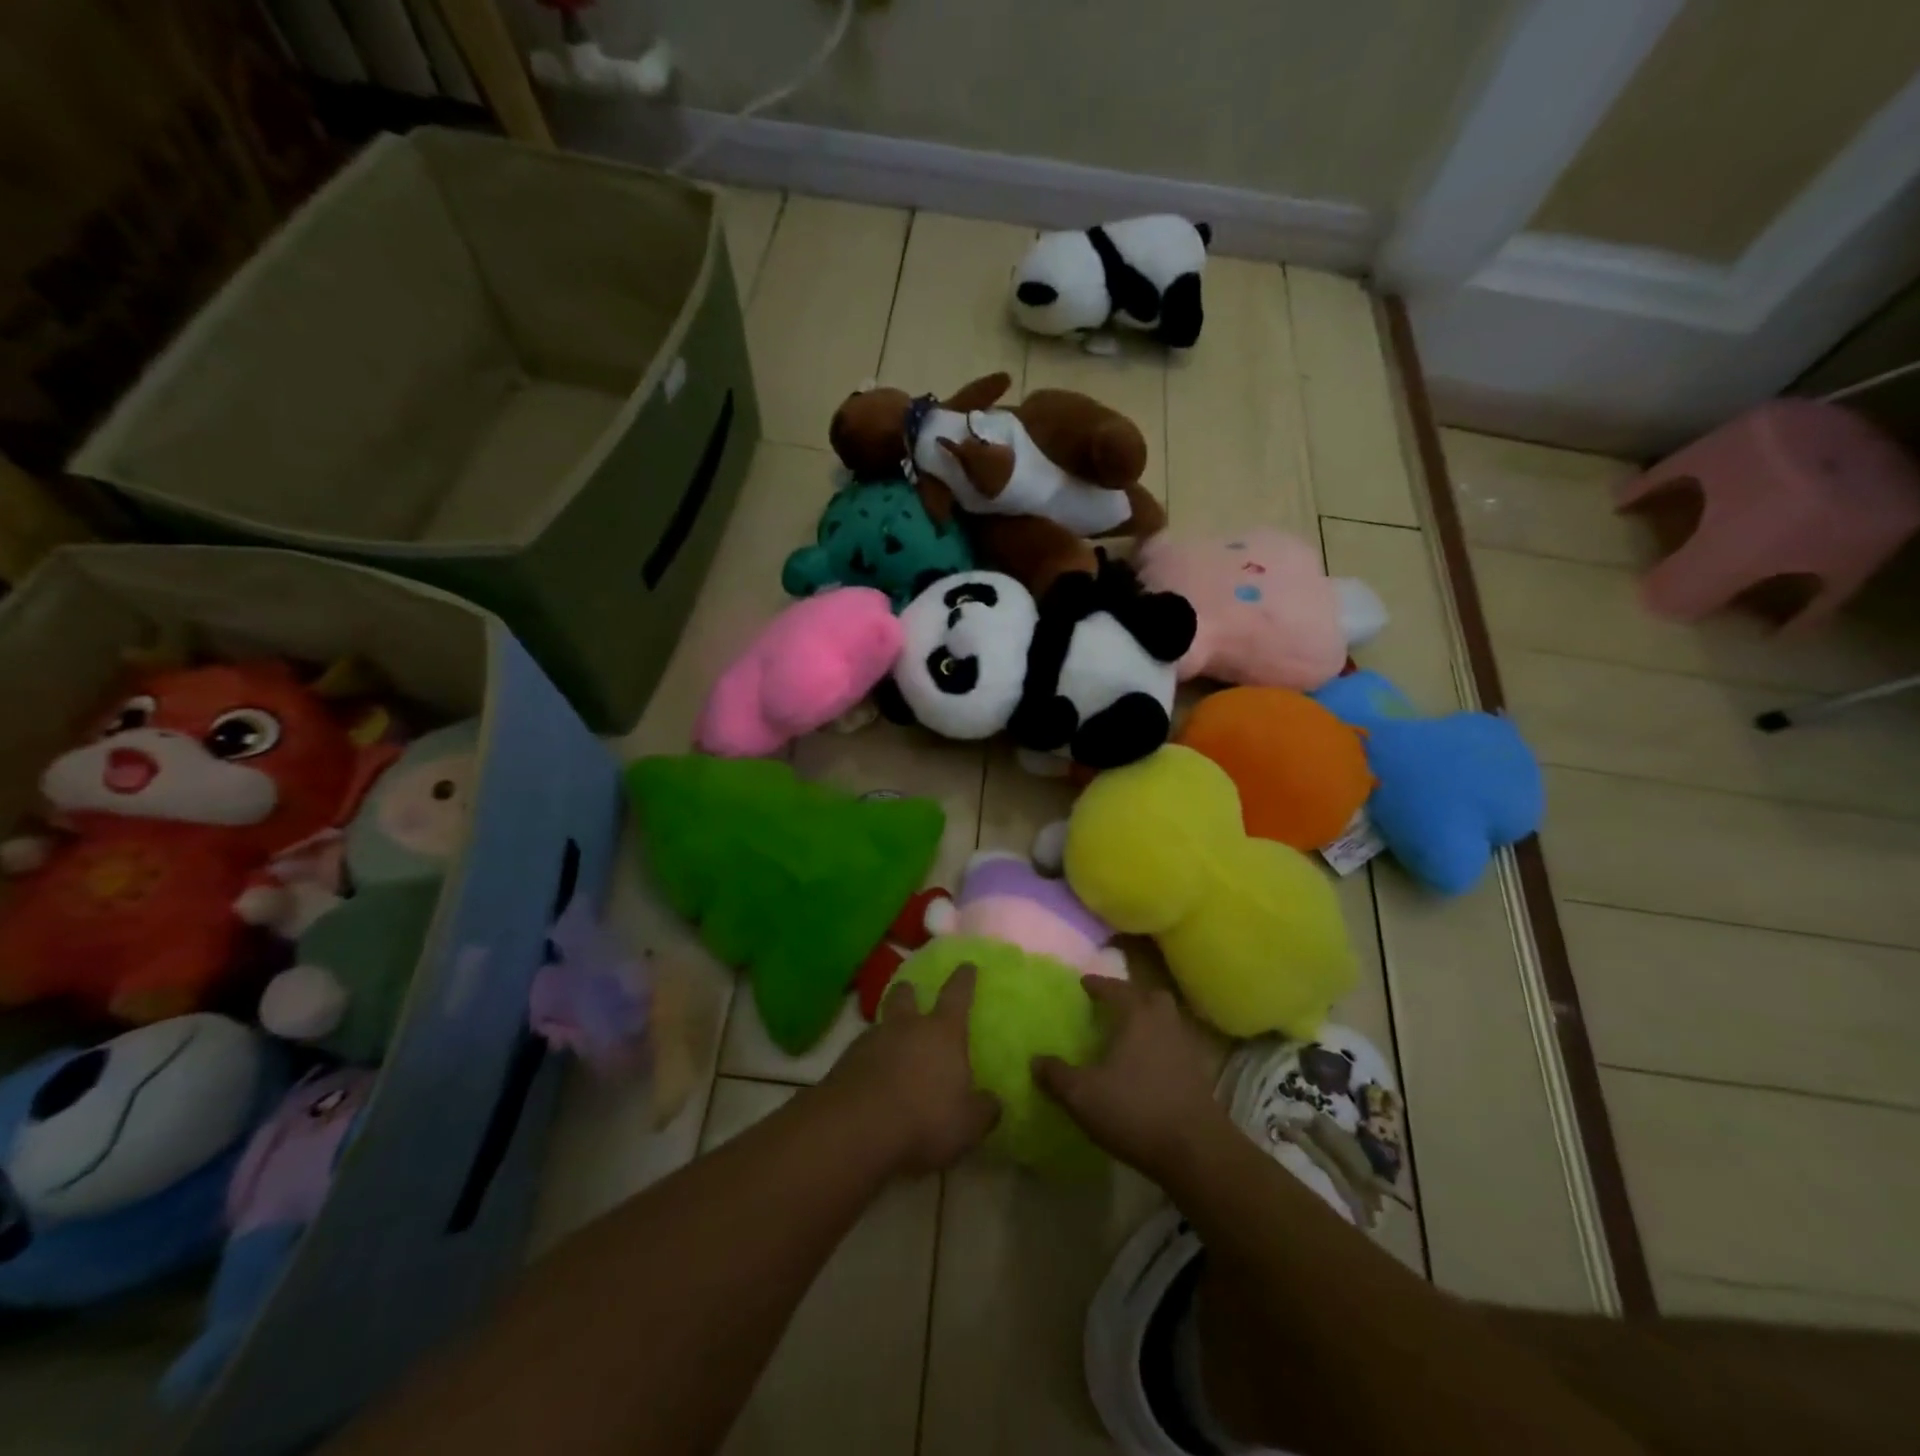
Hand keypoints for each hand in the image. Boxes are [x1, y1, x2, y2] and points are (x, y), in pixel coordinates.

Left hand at [823, 963, 999, 1175]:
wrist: (855, 1129)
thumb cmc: (924, 1119)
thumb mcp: (968, 1124)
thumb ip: (984, 1109)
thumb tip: (992, 1101)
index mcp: (942, 1032)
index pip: (957, 995)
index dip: (964, 979)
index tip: (967, 965)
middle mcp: (906, 1026)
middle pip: (905, 995)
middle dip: (909, 991)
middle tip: (911, 992)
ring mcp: (871, 1041)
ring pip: (880, 1023)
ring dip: (887, 1030)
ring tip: (891, 1046)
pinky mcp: (844, 1063)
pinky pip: (861, 1052)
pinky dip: (868, 1060)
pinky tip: (871, 1079)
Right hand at [1033, 977, 1227, 1184]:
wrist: (1195, 1152)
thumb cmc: (1135, 1110)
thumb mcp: (1082, 1095)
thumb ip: (1057, 1075)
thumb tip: (1036, 1060)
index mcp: (1137, 1016)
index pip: (1116, 989)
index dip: (1098, 985)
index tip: (1084, 983)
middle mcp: (1164, 1023)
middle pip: (1151, 997)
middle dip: (1132, 996)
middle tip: (1112, 1005)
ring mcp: (1186, 1049)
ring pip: (1166, 1021)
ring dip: (1148, 1022)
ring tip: (1126, 1035)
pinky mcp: (1198, 1076)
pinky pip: (1174, 1046)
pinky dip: (1158, 1047)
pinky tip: (1144, 1066)